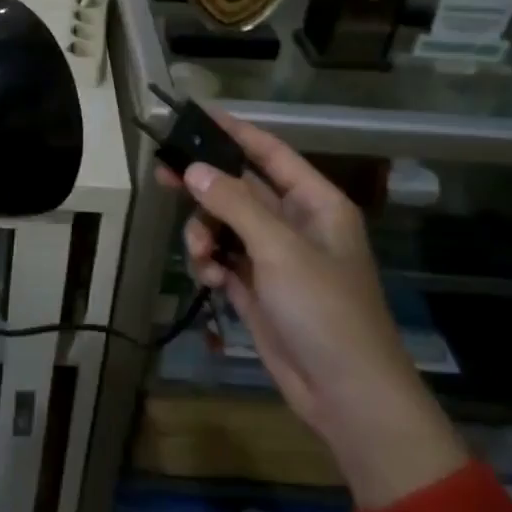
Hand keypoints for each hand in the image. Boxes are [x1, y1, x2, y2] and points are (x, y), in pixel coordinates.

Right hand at [160, 114, 464, 509]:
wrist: (348, 397)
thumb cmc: (325, 311)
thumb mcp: (280, 249)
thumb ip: (234, 204)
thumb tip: (193, 168)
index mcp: (315, 204)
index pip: (270, 153)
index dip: (234, 132)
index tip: (195, 115)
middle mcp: (295, 224)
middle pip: (238, 189)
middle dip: (204, 187)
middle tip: (163, 176)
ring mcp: (275, 259)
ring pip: (224, 226)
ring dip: (204, 236)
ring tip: (201, 258)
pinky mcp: (258, 290)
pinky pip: (222, 260)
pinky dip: (210, 265)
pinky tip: (210, 281)